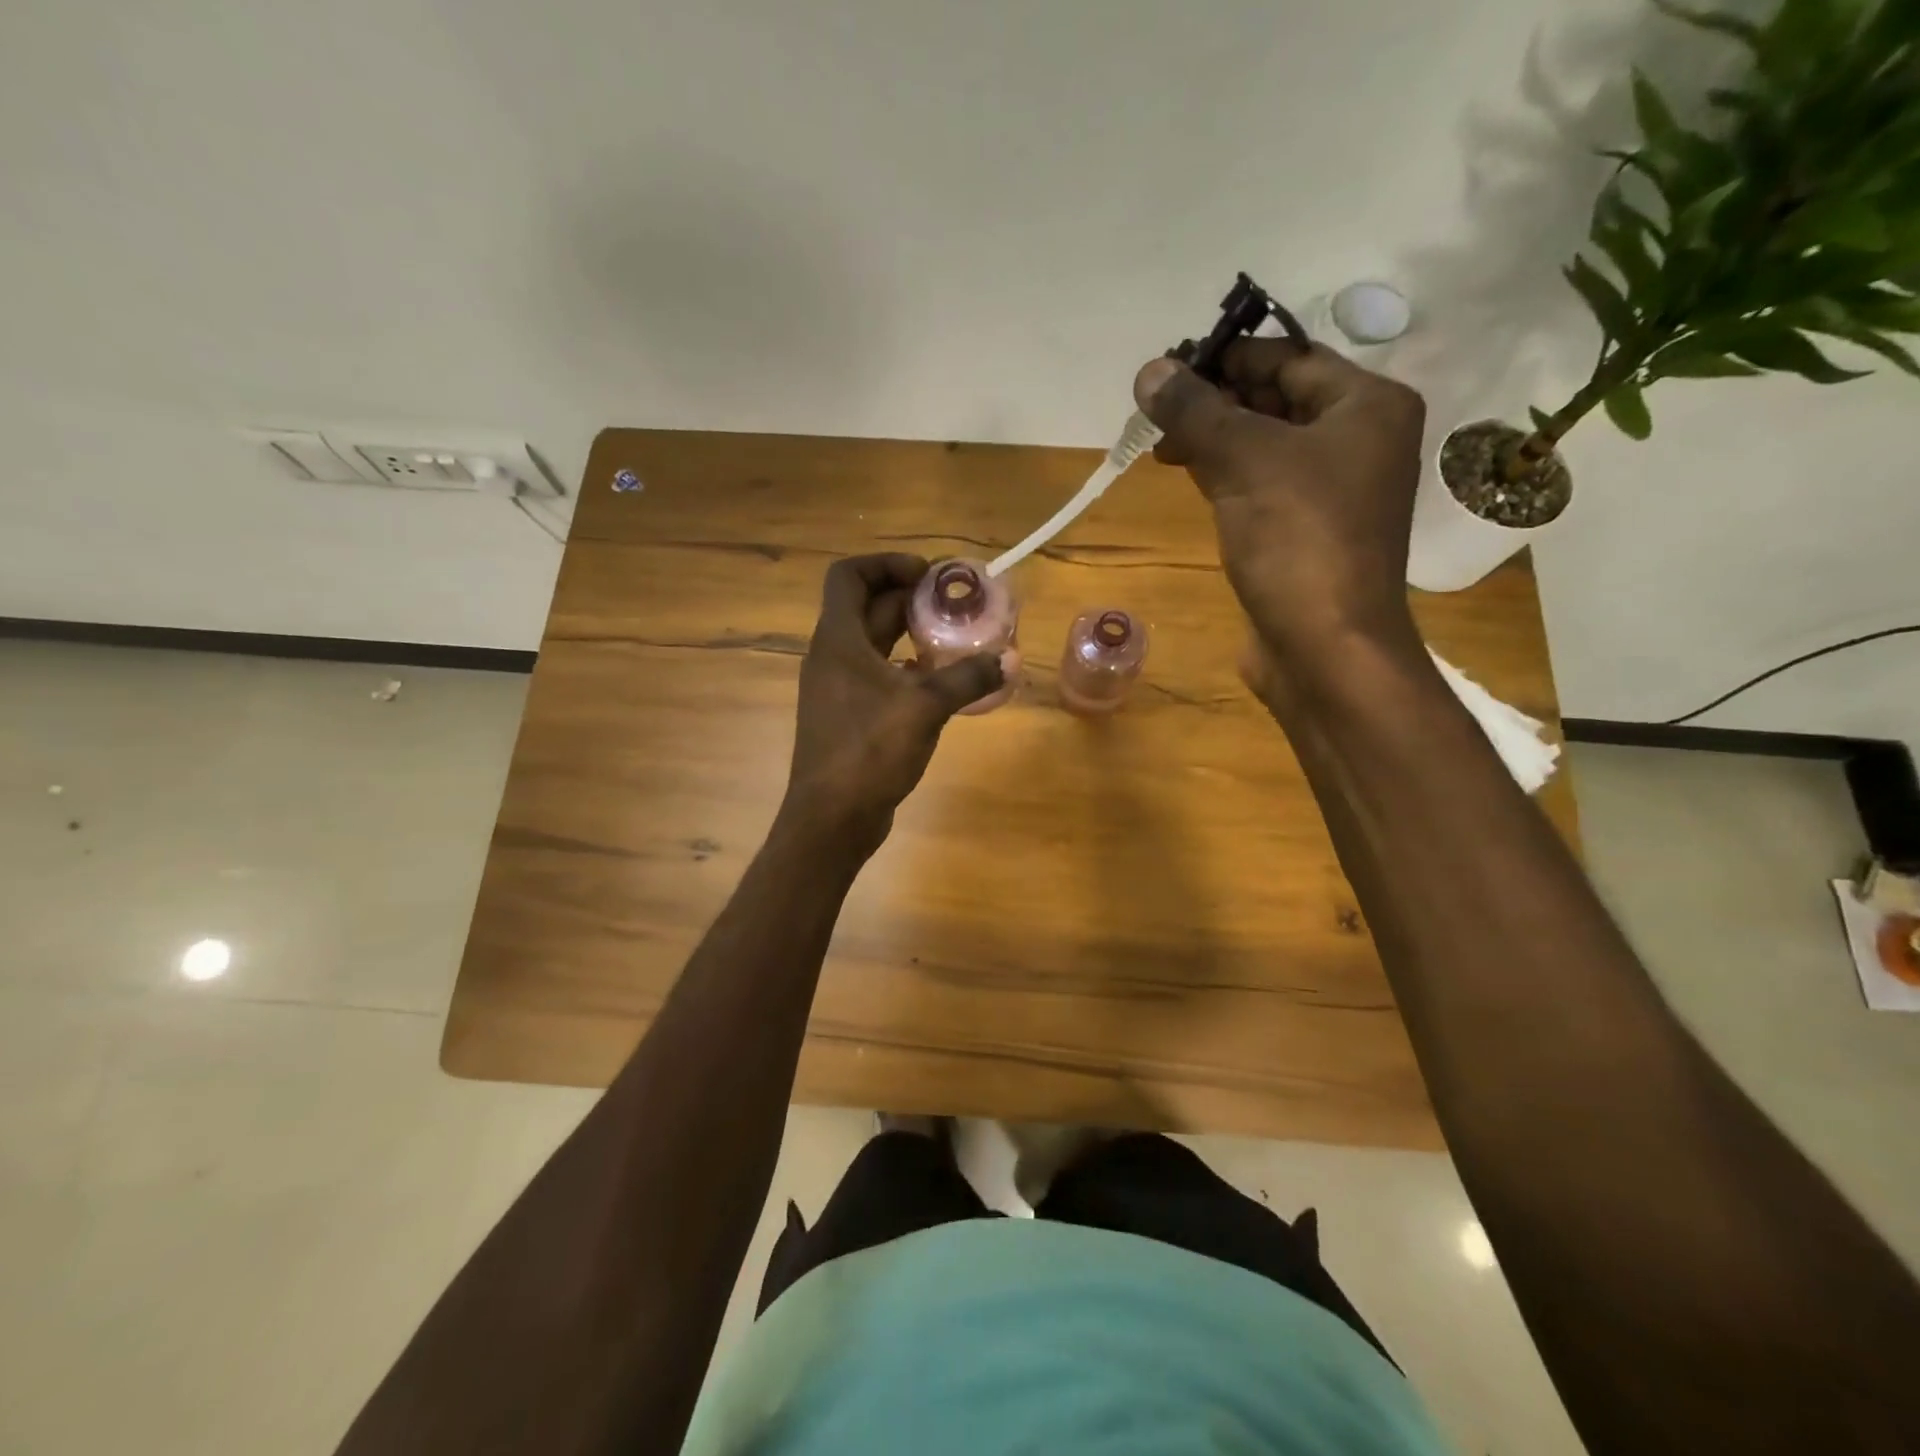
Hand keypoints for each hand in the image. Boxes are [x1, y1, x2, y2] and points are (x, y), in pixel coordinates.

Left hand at [783, 554, 1004, 852]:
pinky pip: (877, 675)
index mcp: (838, 640)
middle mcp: (832, 657)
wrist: (831, 818)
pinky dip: (904, 668)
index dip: (886, 564)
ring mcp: (838, 688)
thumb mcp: (924, 708)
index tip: (927, 574)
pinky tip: (937, 680)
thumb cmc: (869, 751)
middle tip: (954, 603)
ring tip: (952, 637)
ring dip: (909, 633)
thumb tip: (1008, 659)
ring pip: (874, 643)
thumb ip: (967, 678)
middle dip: (910, 598)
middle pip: (867, 607)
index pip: (849, 576)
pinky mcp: (848, 716)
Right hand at [1133, 341, 1426, 678]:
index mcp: (1367, 406)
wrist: (1324, 646)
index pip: (1290, 358)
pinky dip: (1225, 474)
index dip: (1228, 357)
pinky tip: (1188, 474)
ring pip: (1265, 444)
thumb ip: (1195, 411)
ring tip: (1162, 442)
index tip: (1170, 367)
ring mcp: (1332, 490)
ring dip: (1215, 438)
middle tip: (1158, 407)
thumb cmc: (1298, 541)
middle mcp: (1359, 441)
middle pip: (1277, 400)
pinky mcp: (1305, 532)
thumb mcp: (1244, 462)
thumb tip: (1149, 370)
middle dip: (1216, 400)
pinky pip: (1261, 484)